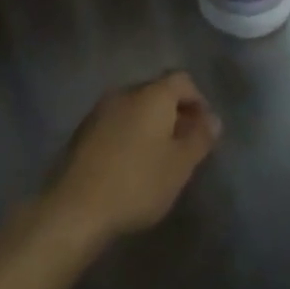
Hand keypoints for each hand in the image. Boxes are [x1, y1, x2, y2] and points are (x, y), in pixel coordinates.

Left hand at [43, 71, 221, 249]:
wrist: (76, 208)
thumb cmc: (138, 183)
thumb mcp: (180, 165)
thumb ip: (200, 138)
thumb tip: (213, 120)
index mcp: (152, 95)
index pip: (183, 80)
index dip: (199, 101)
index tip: (204, 130)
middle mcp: (125, 93)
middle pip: (158, 92)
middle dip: (176, 113)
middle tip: (186, 146)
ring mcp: (100, 110)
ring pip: (136, 108)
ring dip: (152, 125)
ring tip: (160, 158)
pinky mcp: (83, 131)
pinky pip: (117, 123)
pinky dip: (131, 135)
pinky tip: (132, 164)